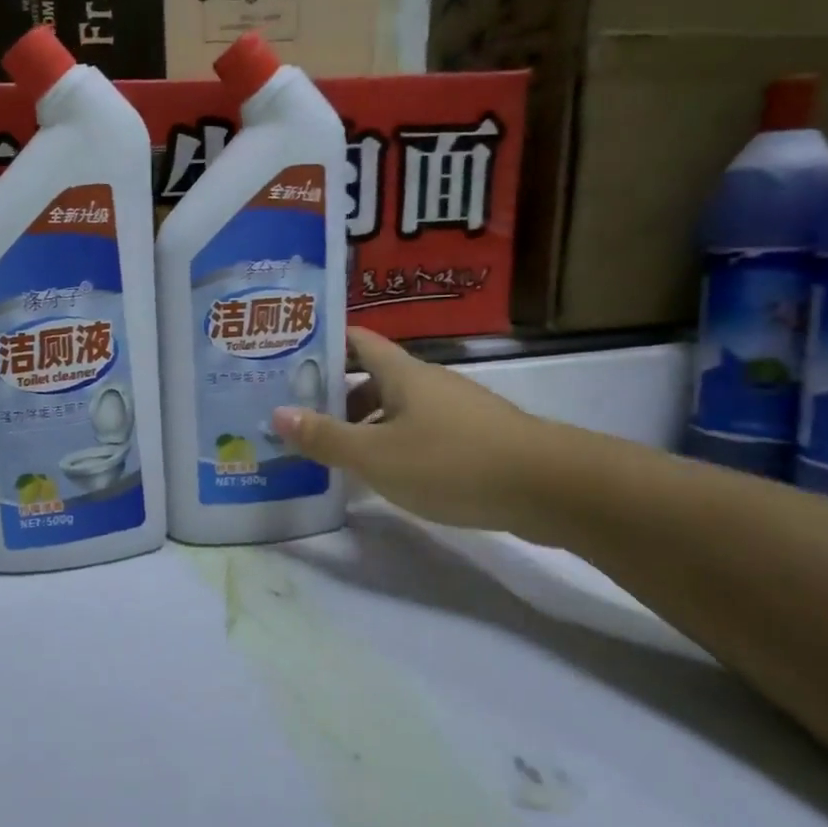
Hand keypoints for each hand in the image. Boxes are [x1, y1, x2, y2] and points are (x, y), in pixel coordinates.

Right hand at [271, 327, 547, 532]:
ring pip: (397, 409)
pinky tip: (383, 476)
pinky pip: (420, 433)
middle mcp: (429, 383)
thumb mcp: (377, 456)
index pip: (358, 340)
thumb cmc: (452, 462)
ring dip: (364, 425)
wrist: (550, 486)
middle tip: (300, 417)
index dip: (324, 343)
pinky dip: (393, 445)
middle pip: (374, 378)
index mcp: (403, 374)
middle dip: (337, 395)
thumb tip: (277, 413)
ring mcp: (456, 410)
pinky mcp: (475, 439)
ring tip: (333, 452)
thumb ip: (326, 437)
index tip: (289, 358)